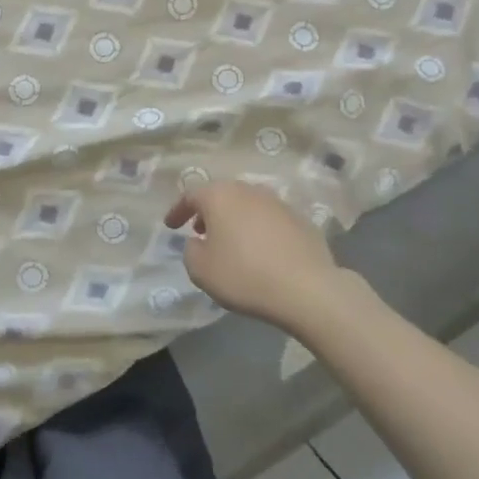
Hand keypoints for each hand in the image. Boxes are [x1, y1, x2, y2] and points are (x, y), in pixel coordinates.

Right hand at [164, 181, 353, 331]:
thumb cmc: (244, 275)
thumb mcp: (201, 270)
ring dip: (234, 220)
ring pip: (247, 205)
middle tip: (200, 231)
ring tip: (230, 243)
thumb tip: (198, 242)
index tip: (170, 226)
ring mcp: (277, 202)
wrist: (307, 288)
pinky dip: (258, 230)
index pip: (191, 195)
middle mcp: (248, 190)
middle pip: (221, 195)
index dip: (177, 210)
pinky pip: (269, 220)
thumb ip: (190, 251)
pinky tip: (260, 252)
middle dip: (208, 212)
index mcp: (220, 196)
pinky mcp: (300, 219)